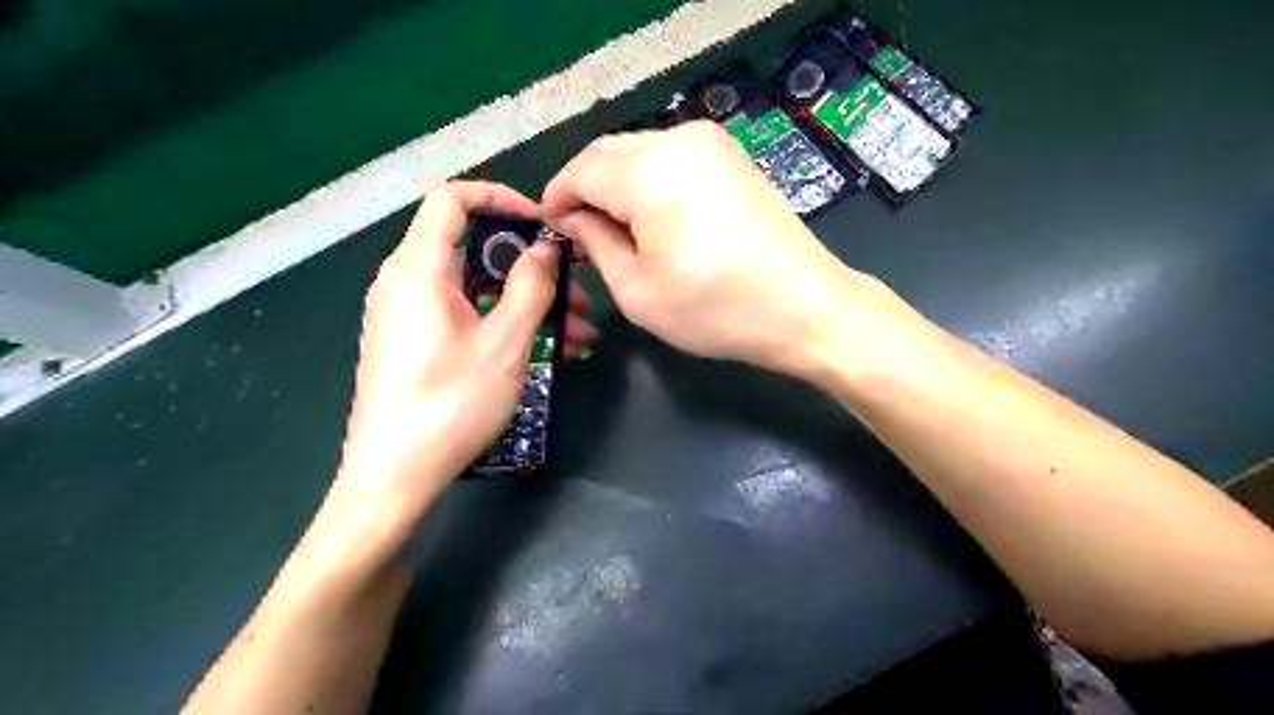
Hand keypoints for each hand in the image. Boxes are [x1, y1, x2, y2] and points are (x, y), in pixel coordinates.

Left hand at [338, 182, 598, 508]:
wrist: (393, 478)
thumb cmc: (451, 405)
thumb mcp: (504, 343)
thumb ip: (530, 286)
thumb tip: (544, 248)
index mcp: (419, 269)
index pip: (453, 199)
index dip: (502, 199)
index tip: (545, 225)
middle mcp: (406, 282)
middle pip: (474, 249)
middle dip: (532, 266)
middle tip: (577, 289)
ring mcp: (409, 315)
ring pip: (477, 289)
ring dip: (528, 303)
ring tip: (578, 334)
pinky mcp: (415, 343)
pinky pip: (466, 316)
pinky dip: (505, 324)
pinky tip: (550, 352)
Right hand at [538, 119, 887, 379]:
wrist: (805, 307)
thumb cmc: (716, 310)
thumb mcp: (637, 291)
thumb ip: (594, 243)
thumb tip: (573, 218)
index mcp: (649, 173)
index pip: (581, 170)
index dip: (557, 198)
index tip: (551, 228)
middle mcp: (679, 140)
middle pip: (608, 153)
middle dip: (587, 189)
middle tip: (582, 234)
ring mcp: (711, 142)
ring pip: (639, 151)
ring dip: (618, 184)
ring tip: (619, 231)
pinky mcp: (732, 155)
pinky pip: (671, 157)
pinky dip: (650, 181)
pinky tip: (655, 218)